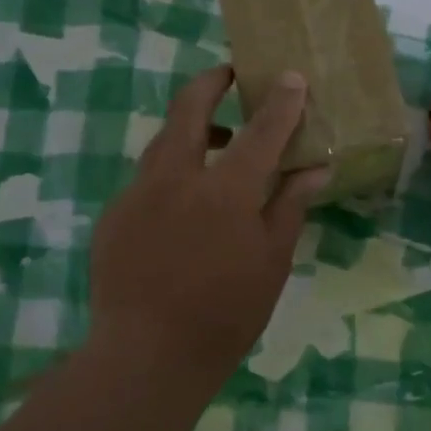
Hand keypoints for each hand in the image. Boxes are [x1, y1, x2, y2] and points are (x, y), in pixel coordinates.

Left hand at [88, 65, 328, 390]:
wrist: (146, 356)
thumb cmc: (226, 312)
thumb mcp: (272, 260)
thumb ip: (290, 206)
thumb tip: (316, 168)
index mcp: (225, 190)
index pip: (260, 132)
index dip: (280, 102)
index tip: (290, 76)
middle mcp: (176, 178)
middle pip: (189, 109)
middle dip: (211, 82)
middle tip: (229, 73)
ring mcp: (138, 194)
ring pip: (162, 141)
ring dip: (189, 127)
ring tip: (216, 141)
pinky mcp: (114, 215)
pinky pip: (146, 178)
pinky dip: (171, 172)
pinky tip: (183, 203)